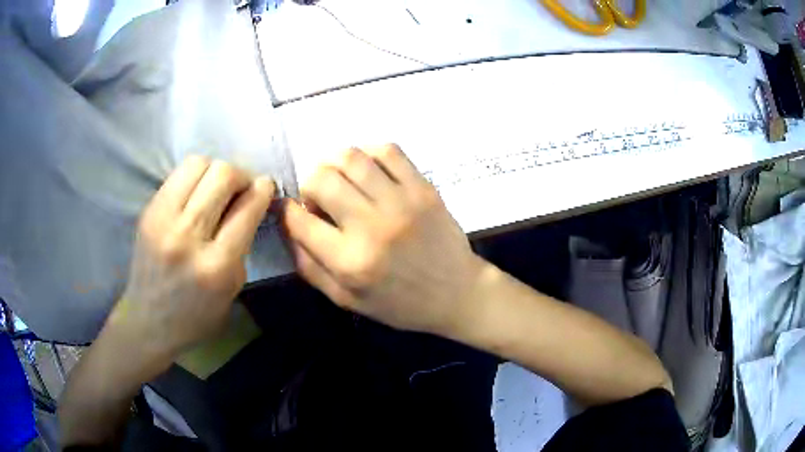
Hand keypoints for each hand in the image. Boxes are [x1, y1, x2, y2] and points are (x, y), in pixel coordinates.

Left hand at [109, 156, 273, 365]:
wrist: (148, 320)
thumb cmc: (196, 315)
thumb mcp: (232, 288)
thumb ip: (243, 244)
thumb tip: (252, 203)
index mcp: (216, 265)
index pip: (247, 208)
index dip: (263, 190)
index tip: (266, 187)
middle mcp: (187, 236)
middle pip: (222, 174)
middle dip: (241, 175)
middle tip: (241, 189)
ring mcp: (162, 220)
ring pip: (197, 164)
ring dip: (215, 171)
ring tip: (217, 189)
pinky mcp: (148, 211)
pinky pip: (177, 174)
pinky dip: (194, 177)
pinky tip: (195, 195)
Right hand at [283, 144, 484, 335]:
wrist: (457, 293)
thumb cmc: (400, 303)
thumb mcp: (347, 300)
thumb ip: (310, 268)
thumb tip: (288, 229)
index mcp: (350, 262)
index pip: (299, 221)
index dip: (286, 211)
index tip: (291, 209)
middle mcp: (372, 226)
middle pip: (322, 179)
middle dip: (309, 184)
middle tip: (319, 197)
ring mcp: (401, 202)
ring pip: (352, 158)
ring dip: (334, 163)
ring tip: (340, 178)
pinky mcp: (423, 188)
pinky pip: (388, 151)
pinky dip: (368, 153)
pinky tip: (367, 168)